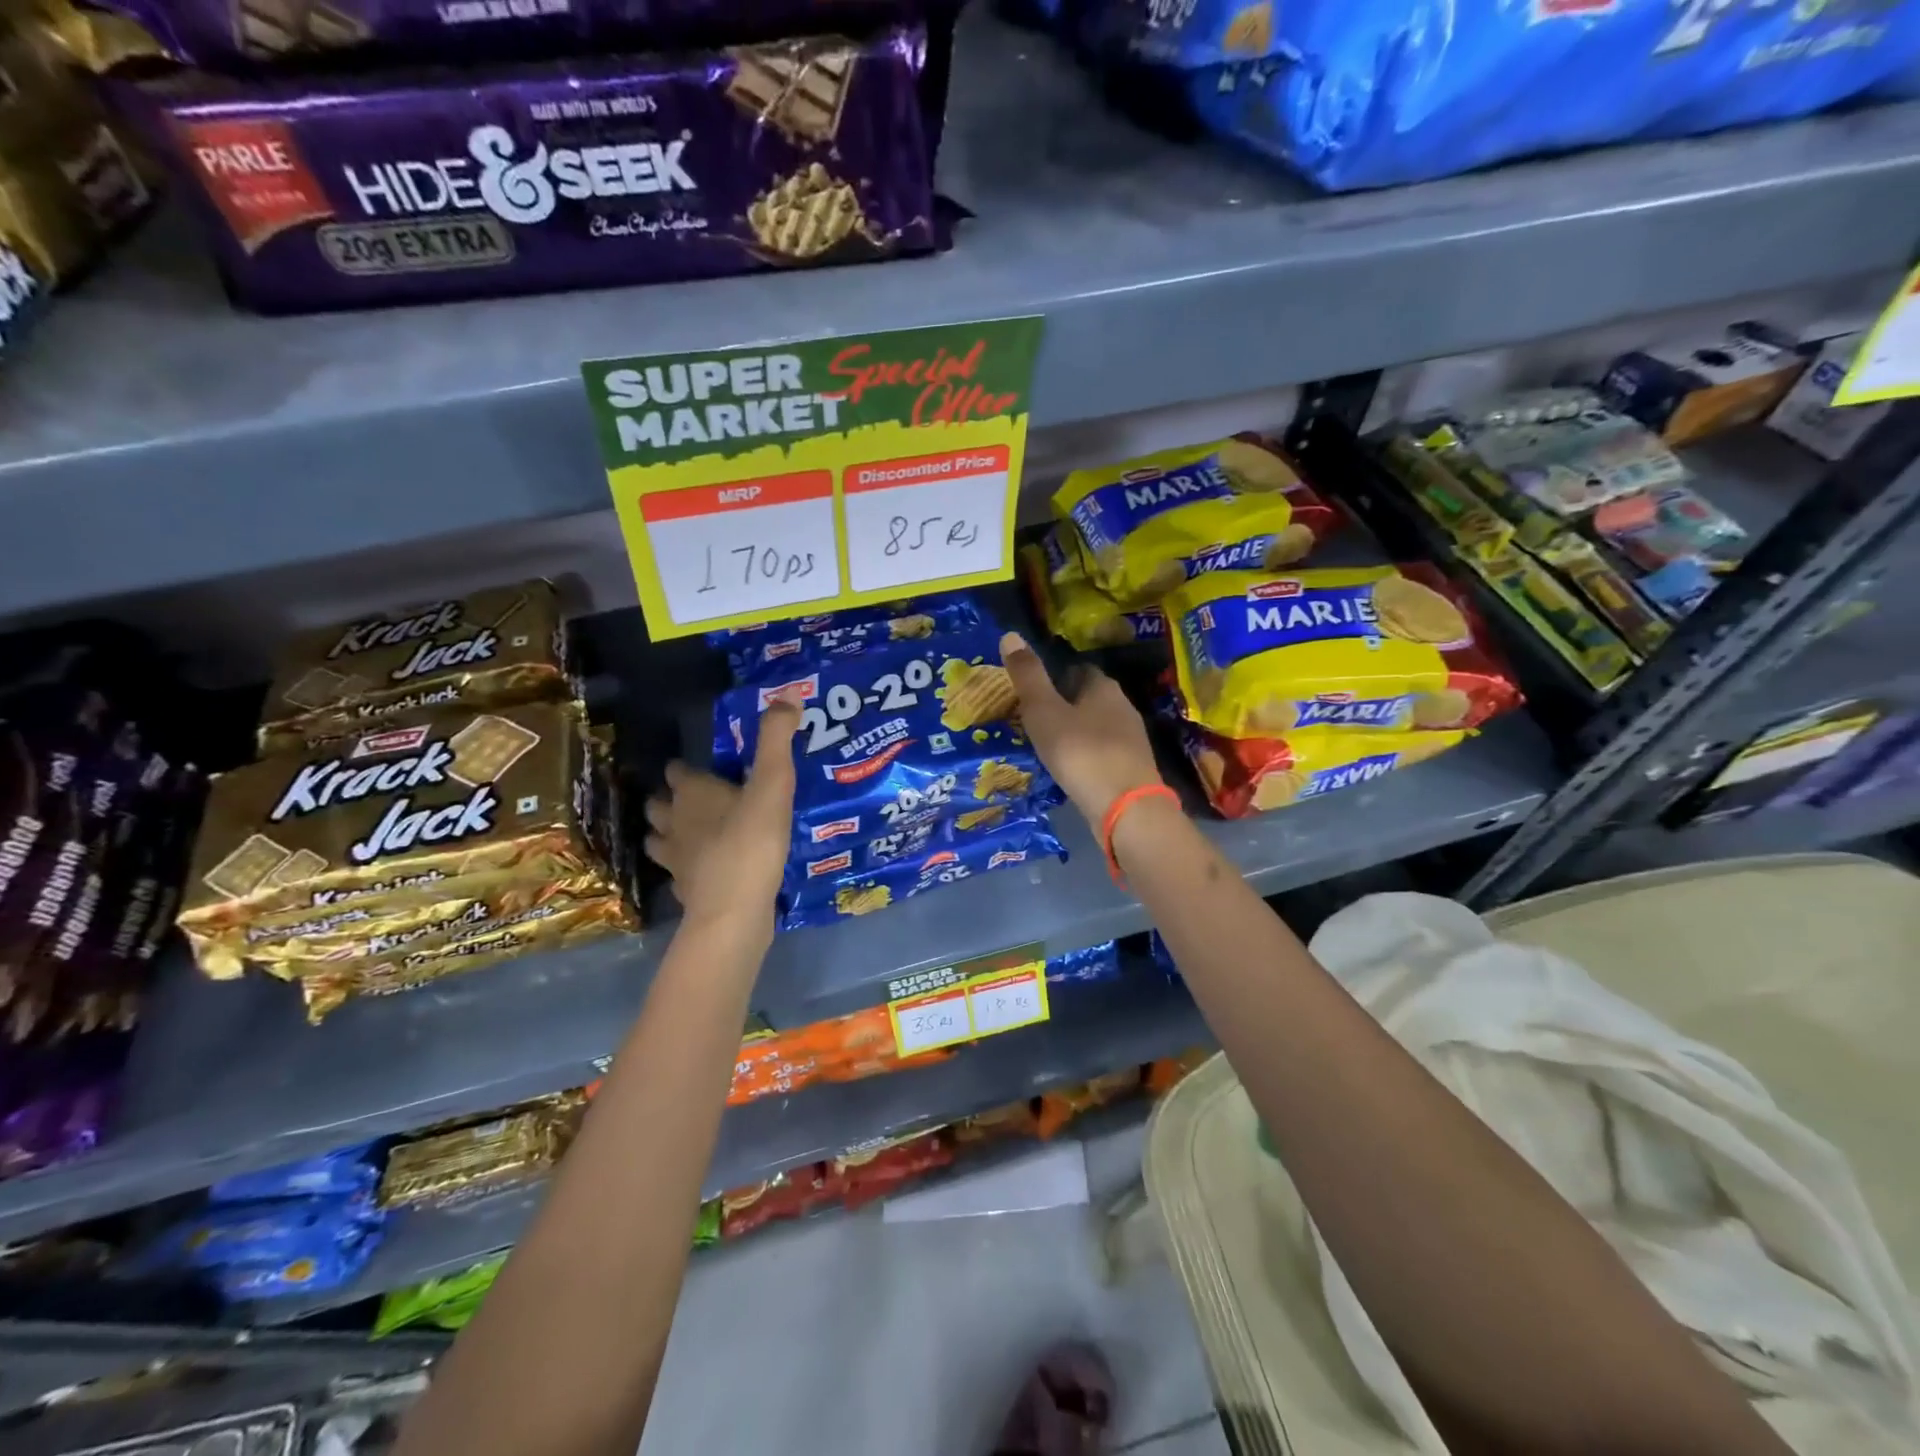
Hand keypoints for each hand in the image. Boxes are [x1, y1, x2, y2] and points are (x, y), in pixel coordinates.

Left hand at [645, 701, 798, 929]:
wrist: (734, 910)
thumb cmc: (751, 840)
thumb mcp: (773, 784)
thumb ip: (777, 740)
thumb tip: (788, 694)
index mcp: (692, 794)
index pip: (677, 772)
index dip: (685, 769)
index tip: (701, 768)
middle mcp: (675, 823)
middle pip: (660, 806)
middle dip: (670, 801)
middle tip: (696, 800)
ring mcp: (676, 861)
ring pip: (660, 841)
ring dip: (670, 835)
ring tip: (692, 835)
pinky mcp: (686, 892)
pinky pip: (679, 876)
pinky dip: (687, 871)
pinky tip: (704, 872)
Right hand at [998, 631, 1164, 823]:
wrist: (1125, 808)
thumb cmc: (1081, 752)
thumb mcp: (1044, 712)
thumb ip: (1028, 676)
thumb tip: (1010, 634)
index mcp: (1103, 687)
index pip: (1078, 669)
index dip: (1055, 675)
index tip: (1033, 687)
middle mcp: (1122, 707)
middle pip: (1089, 697)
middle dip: (1065, 704)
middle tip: (1034, 716)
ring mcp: (1131, 739)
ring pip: (1097, 726)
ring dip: (1075, 731)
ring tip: (1046, 743)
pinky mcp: (1131, 768)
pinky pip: (1102, 752)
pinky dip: (1085, 755)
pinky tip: (1069, 767)